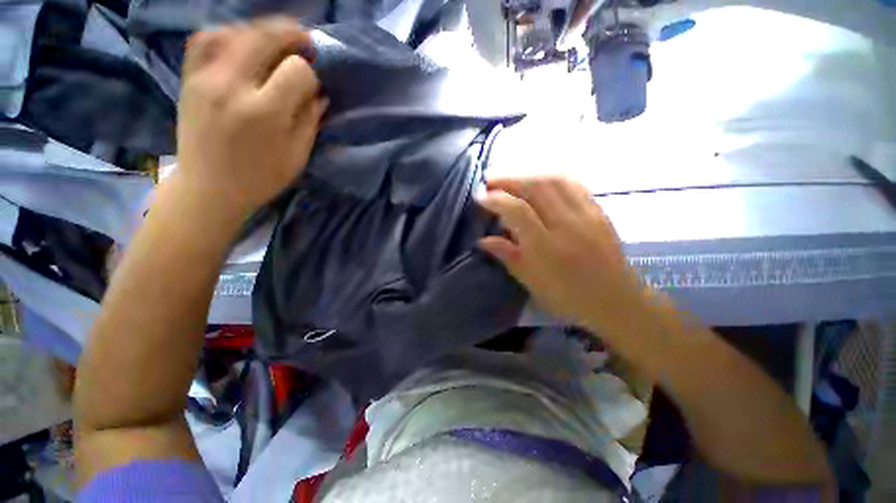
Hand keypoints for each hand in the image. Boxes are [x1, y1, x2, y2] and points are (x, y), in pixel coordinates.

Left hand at [176, 17, 326, 218]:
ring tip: (275, 44)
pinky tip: (242, 44)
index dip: (310, 75)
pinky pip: (206, 39)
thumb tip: (319, 93)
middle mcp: (232, 86)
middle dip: (292, 35)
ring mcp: (205, 78)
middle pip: (264, 37)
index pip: (296, 71)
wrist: (209, 188)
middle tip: (305, 44)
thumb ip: (310, 120)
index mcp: (265, 113)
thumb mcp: (297, 155)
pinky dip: (228, 33)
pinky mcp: (190, 78)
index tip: (312, 88)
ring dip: (261, 32)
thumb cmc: (260, 178)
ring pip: (236, 31)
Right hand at [478, 177, 647, 332]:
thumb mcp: (531, 281)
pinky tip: (539, 180)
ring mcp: (586, 214)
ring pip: (554, 179)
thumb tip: (483, 240)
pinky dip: (550, 177)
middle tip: (490, 180)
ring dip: (528, 174)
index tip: (479, 196)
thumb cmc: (568, 297)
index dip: (495, 200)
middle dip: (508, 179)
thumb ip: (507, 255)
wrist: (616, 300)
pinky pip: (572, 183)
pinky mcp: (598, 210)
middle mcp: (566, 224)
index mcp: (546, 247)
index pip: (517, 211)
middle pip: (535, 187)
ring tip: (511, 179)